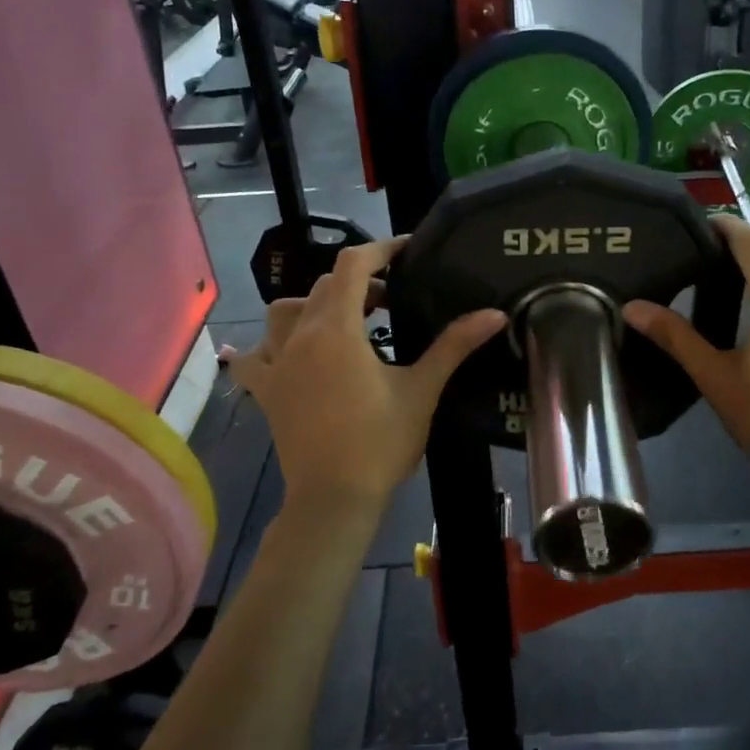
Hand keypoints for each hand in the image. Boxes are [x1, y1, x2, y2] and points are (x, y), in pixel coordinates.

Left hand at [222, 239, 504, 522]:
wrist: (334, 499)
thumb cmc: (381, 442)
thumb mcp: (422, 389)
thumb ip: (455, 345)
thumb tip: (496, 314)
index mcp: (337, 329)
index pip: (353, 266)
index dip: (381, 249)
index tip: (408, 250)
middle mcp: (299, 337)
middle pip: (324, 286)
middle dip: (359, 282)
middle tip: (392, 300)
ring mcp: (276, 364)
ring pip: (284, 312)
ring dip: (314, 304)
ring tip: (345, 321)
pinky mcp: (267, 392)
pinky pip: (252, 358)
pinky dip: (262, 347)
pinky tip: (274, 351)